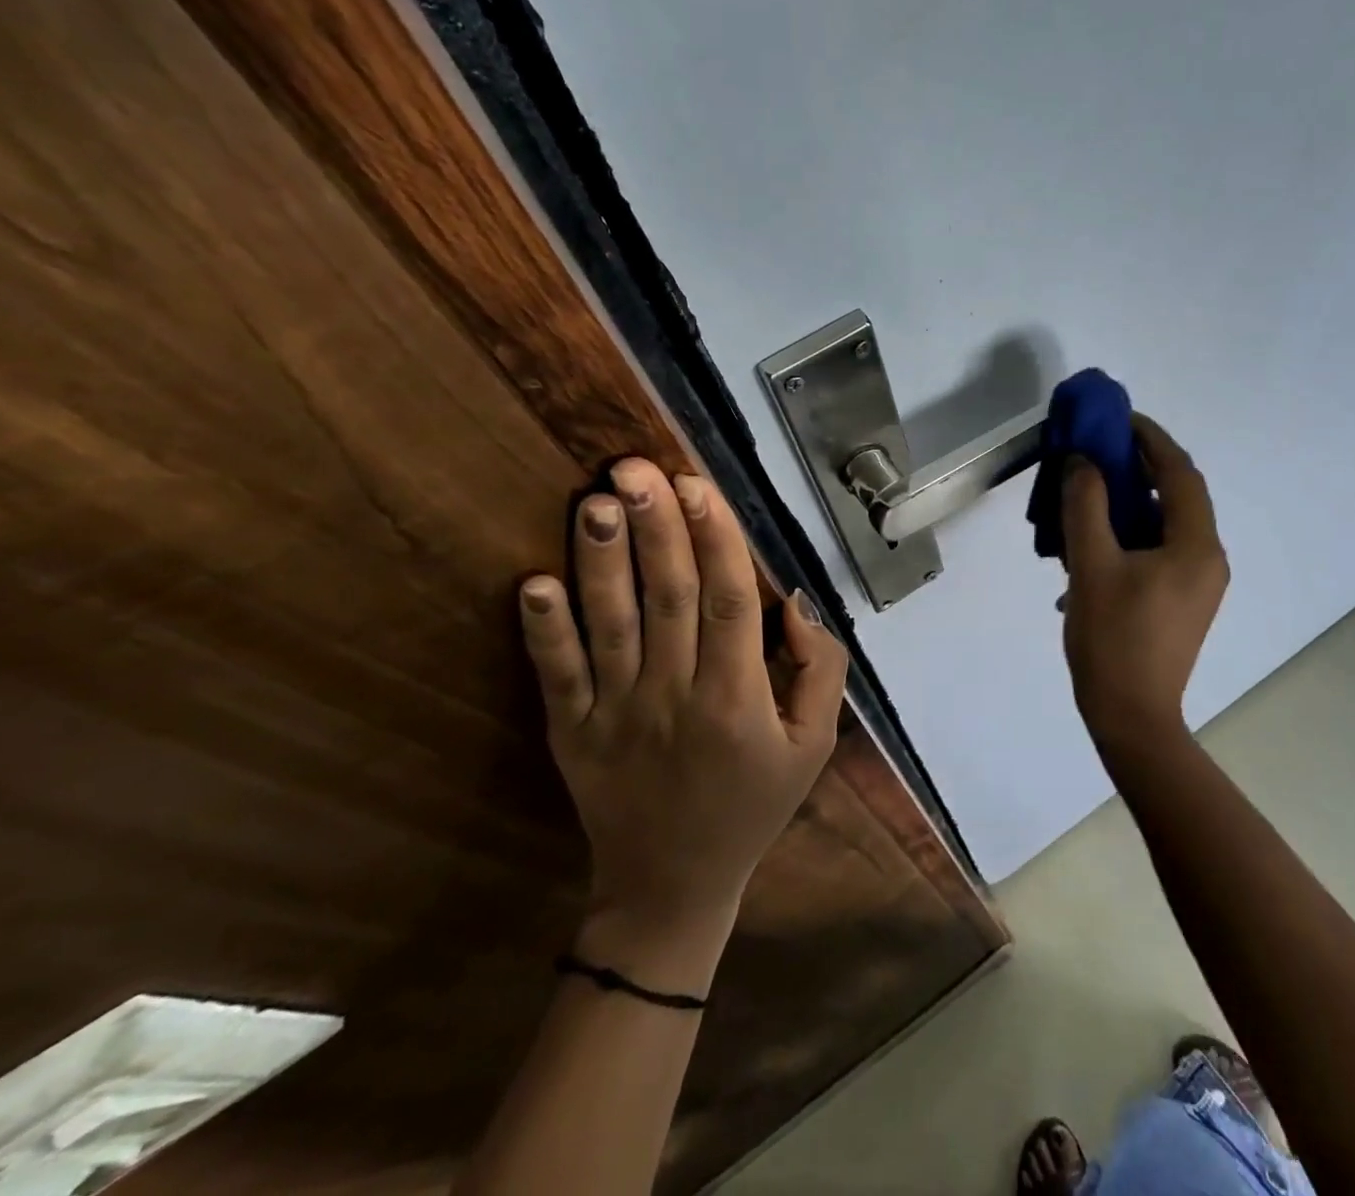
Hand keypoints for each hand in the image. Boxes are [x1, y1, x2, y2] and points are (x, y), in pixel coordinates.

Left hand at [518, 459, 848, 990]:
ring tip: (596, 501)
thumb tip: (798, 602)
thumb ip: (821, 671)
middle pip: (667, 597)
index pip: (730, 601)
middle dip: (656, 527)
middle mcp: (676, 696)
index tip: (698, 486)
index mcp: (738, 698)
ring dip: (602, 560)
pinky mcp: (572, 732)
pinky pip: (558, 675)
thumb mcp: (814, 745)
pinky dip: (544, 629)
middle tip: (637, 467)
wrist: (672, 886)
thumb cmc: (753, 805)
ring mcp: (616, 714)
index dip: (715, 539)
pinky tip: (533, 582)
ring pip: (611, 624)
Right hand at [1060, 416, 1228, 756]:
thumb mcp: (1091, 566)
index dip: (1151, 439)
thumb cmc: (1112, 640)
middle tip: (1097, 451)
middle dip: (1139, 468)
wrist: (1130, 718)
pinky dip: (1130, 535)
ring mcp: (1197, 583)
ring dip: (1130, 503)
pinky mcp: (1181, 601)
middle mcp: (1207, 558)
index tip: (1118, 418)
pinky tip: (1092, 545)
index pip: (1179, 473)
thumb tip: (1082, 462)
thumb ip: (1086, 506)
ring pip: (1165, 524)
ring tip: (1088, 494)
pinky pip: (1159, 550)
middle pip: (1176, 495)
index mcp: (1195, 546)